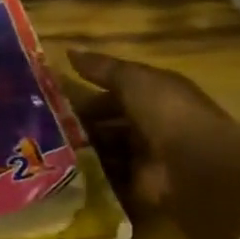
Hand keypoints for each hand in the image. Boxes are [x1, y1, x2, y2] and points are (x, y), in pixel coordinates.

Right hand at [65, 49, 239, 238]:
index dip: (85, 95)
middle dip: (79, 126)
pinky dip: (89, 176)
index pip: (114, 94)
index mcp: (154, 98)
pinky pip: (109, 179)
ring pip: (105, 151)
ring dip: (81, 150)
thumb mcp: (134, 80)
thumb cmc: (167, 112)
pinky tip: (62, 170)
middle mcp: (151, 126)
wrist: (196, 164)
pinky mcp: (140, 187)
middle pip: (108, 124)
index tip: (51, 99)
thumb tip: (69, 51)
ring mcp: (146, 158)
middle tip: (43, 128)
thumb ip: (102, 68)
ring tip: (46, 149)